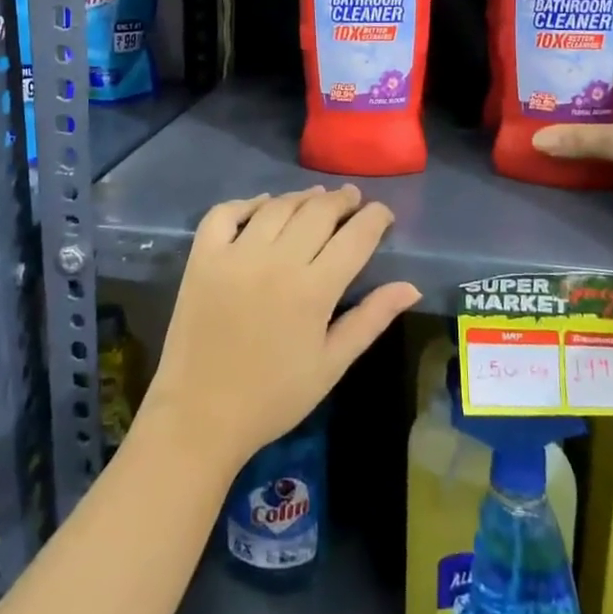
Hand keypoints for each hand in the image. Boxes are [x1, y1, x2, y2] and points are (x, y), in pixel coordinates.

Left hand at [143, 185, 420, 472]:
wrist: (200, 416)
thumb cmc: (273, 397)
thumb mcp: (331, 364)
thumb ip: (371, 319)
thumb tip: (412, 286)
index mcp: (314, 290)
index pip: (355, 237)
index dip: (374, 218)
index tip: (383, 213)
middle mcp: (276, 261)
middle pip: (318, 212)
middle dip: (342, 201)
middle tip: (352, 198)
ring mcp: (235, 255)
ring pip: (277, 207)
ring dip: (302, 197)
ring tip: (316, 198)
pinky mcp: (202, 258)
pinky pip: (225, 213)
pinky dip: (247, 202)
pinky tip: (263, 205)